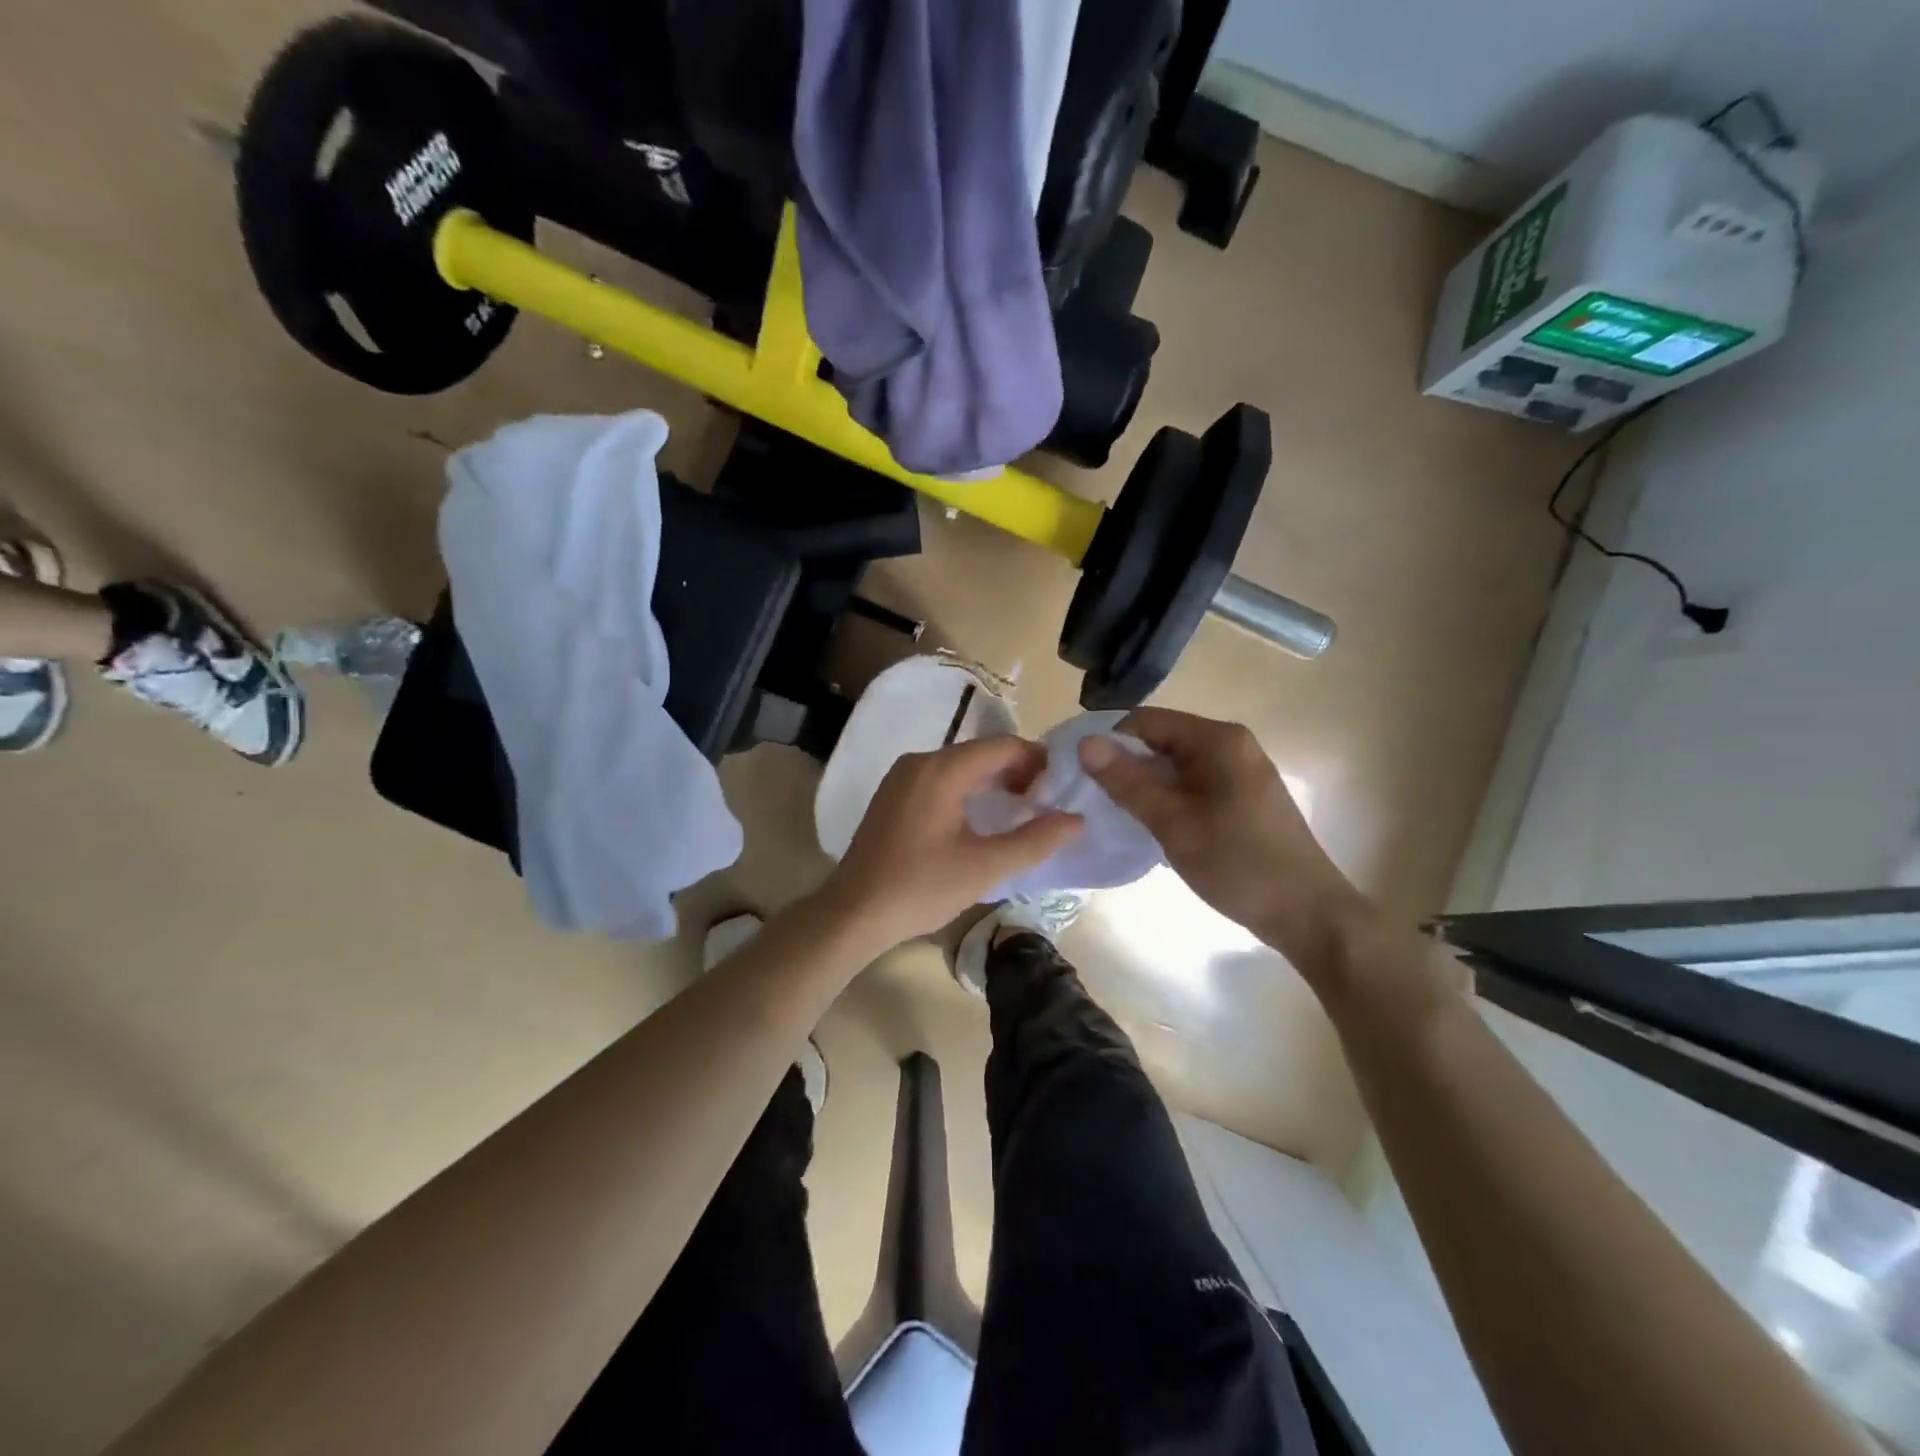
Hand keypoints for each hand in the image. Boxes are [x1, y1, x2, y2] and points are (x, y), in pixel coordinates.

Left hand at [820, 736, 1083, 952]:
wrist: (854, 913)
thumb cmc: (921, 888)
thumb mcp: (985, 867)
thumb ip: (1034, 840)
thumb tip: (1076, 820)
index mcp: (941, 769)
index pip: (1003, 746)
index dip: (1039, 761)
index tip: (1063, 788)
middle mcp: (920, 761)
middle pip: (981, 752)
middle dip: (1019, 771)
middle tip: (1048, 802)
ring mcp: (902, 777)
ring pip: (961, 765)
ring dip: (995, 781)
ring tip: (1024, 810)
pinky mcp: (894, 795)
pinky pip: (941, 778)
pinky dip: (969, 789)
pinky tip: (984, 817)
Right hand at [1079, 707, 1373, 969]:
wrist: (1309, 914)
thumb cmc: (1239, 864)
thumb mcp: (1174, 823)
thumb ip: (1128, 782)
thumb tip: (1085, 744)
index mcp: (1217, 740)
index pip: (1146, 721)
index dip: (1108, 741)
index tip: (1076, 772)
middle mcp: (1230, 745)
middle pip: (1160, 741)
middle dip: (1124, 765)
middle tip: (1088, 797)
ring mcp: (1238, 772)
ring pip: (1174, 767)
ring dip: (1143, 785)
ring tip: (1110, 813)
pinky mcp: (1241, 798)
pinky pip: (1191, 786)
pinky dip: (1166, 799)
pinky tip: (1148, 825)